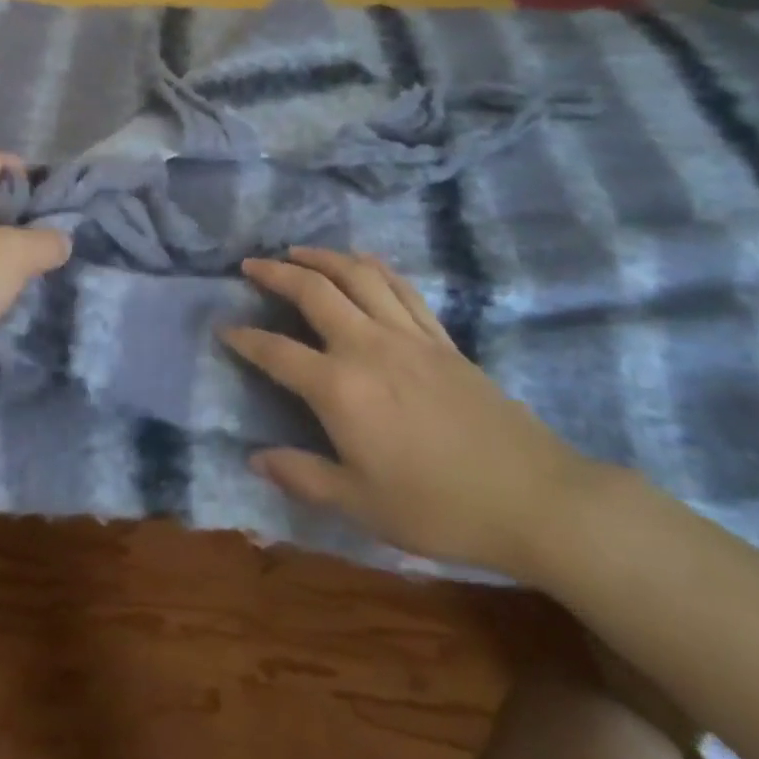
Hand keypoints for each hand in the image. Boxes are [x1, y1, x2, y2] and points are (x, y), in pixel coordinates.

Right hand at [222, 249, 604, 581]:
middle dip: (276, 273)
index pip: (276, 351)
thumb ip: (303, 477)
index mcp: (340, 388)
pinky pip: (401, 287)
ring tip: (297, 251)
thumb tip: (255, 458)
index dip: (245, 338)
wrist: (533, 497)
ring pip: (357, 275)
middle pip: (313, 291)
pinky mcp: (440, 337)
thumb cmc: (439, 508)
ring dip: (322, 256)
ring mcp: (407, 335)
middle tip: (252, 265)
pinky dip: (375, 266)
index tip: (224, 327)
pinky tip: (362, 261)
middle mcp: (367, 346)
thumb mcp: (361, 505)